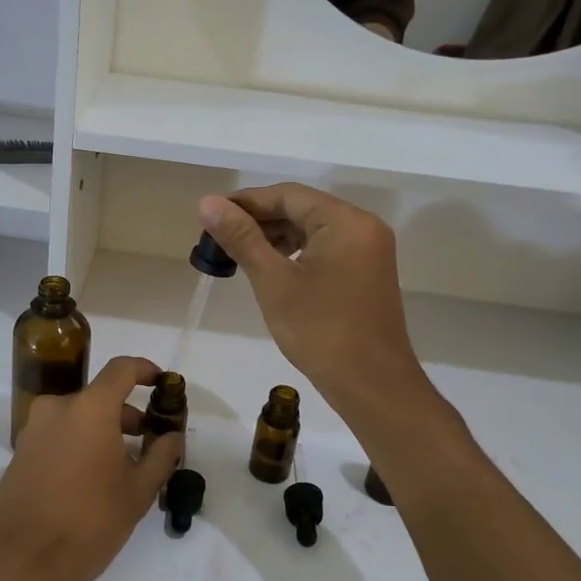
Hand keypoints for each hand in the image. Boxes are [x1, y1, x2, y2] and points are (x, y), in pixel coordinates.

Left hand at [0, 356, 183, 580]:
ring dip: (104, 431)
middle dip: (128, 414)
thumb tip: (173, 436)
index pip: (122, 369)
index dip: (146, 370)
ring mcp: (33, 429)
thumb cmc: (86, 523)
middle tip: (150, 442)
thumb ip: (160, 457)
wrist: (16, 563)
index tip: (162, 384)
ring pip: (79, 417)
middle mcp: (57, 408)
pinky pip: (60, 434)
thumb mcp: (136, 494)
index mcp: (89, 408)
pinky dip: (81, 443)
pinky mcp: (20, 452)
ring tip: (125, 468)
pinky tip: (94, 479)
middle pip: (100, 397)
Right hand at [198, 185, 426, 414]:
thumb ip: (242, 238)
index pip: (288, 195)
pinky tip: (268, 267)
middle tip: (217, 237)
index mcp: (346, 221)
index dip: (246, 202)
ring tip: (236, 252)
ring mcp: (368, 251)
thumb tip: (208, 203)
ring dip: (274, 237)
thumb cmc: (321, 331)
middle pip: (301, 209)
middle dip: (258, 220)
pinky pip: (325, 248)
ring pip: (312, 229)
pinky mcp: (365, 273)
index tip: (210, 215)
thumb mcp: (274, 282)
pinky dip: (294, 252)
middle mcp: (363, 227)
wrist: (372, 385)